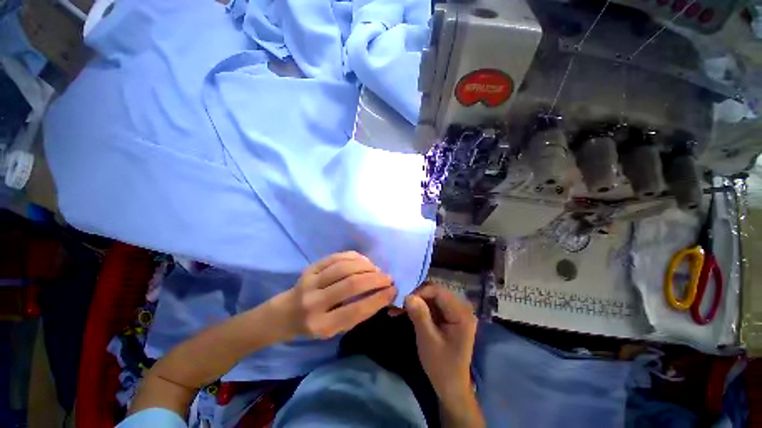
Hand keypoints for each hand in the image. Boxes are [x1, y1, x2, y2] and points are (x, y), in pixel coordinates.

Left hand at [277, 251, 396, 339]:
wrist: (284, 314)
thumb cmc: (314, 325)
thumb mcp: (335, 329)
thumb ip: (357, 313)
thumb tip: (383, 294)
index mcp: (322, 325)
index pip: (356, 310)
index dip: (378, 298)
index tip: (393, 290)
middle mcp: (314, 303)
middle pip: (351, 284)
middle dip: (375, 279)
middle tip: (388, 278)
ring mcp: (310, 282)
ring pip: (344, 267)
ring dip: (366, 266)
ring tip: (377, 270)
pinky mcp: (310, 268)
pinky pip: (336, 257)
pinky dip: (354, 257)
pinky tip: (364, 261)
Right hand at [405, 284, 476, 401]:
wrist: (451, 385)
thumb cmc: (441, 365)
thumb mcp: (428, 340)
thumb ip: (419, 315)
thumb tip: (408, 295)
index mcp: (461, 313)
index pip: (438, 291)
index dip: (420, 292)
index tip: (403, 301)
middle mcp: (461, 307)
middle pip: (435, 292)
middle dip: (416, 296)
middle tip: (399, 304)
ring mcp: (455, 311)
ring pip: (431, 296)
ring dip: (415, 301)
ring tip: (398, 309)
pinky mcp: (448, 315)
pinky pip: (431, 304)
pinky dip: (418, 307)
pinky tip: (405, 312)